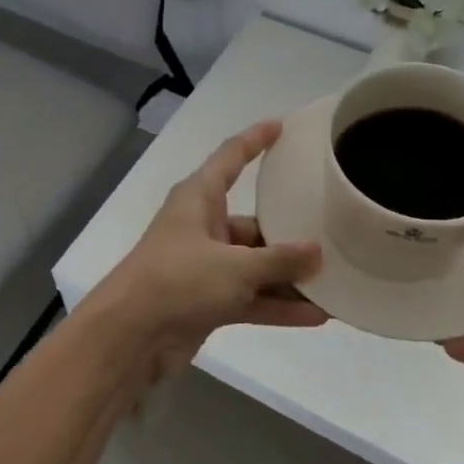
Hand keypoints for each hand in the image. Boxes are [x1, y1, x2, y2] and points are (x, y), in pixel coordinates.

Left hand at [86, 121, 326, 381]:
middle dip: (290, 233)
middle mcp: (202, 227)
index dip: (255, 140)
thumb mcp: (235, 267)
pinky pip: (250, 297)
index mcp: (199, 199)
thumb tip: (318, 253)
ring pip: (255, 265)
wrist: (129, 336)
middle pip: (253, 223)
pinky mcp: (206, 301)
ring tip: (335, 282)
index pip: (231, 157)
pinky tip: (316, 316)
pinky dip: (277, 305)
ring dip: (289, 276)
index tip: (282, 126)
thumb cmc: (178, 281)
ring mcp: (204, 266)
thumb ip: (279, 260)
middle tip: (333, 234)